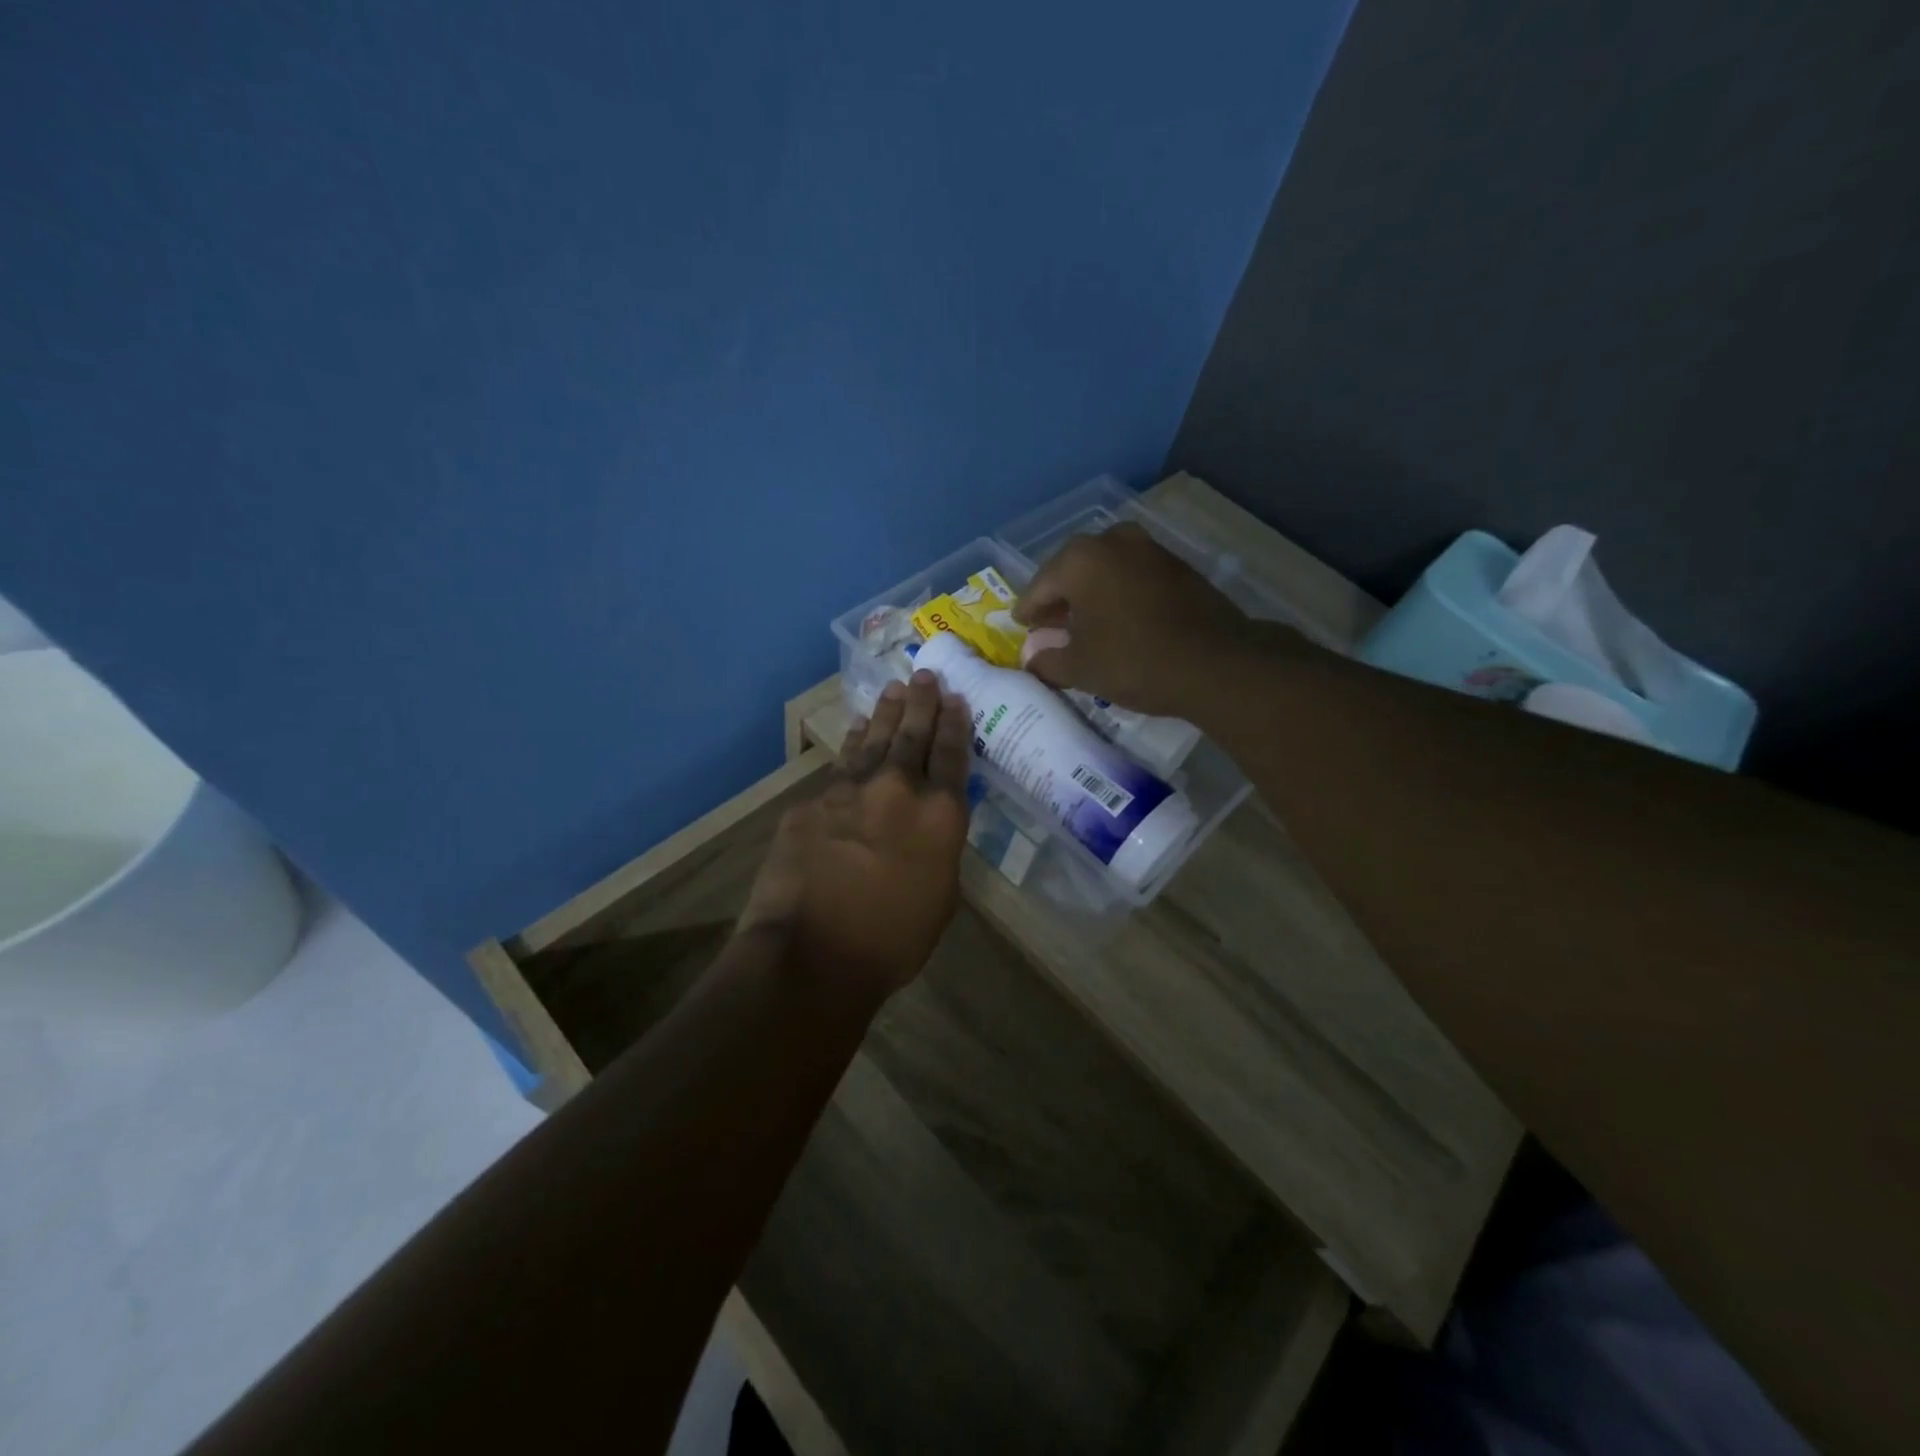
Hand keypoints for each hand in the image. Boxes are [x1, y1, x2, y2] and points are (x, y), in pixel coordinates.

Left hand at [739, 671, 970, 997]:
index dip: (956, 724)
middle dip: (922, 702)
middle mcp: (899, 789)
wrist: (812, 952)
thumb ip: (938, 849)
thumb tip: (928, 826)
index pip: (953, 756)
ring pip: (873, 740)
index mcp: (941, 815)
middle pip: (913, 735)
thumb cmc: (891, 941)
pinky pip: (838, 765)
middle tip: (925, 675)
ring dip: (886, 713)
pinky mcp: (811, 801)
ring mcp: (850, 790)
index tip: (956, 698)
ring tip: (893, 690)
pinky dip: (851, 745)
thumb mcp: (940, 897)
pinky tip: (855, 732)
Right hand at [1013, 522, 1258, 715]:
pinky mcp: (1176, 564)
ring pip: (1104, 569)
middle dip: (1059, 598)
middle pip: (1071, 570)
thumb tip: (1032, 657)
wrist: (1216, 663)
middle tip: (1050, 626)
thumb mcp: (1080, 668)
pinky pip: (1132, 575)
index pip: (1039, 587)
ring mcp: (1148, 548)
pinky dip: (1118, 593)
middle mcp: (1111, 540)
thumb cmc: (1134, 661)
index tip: (1021, 628)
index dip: (1027, 612)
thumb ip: (1047, 659)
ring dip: (1089, 593)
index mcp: (1079, 560)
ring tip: (1084, 624)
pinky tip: (1119, 619)